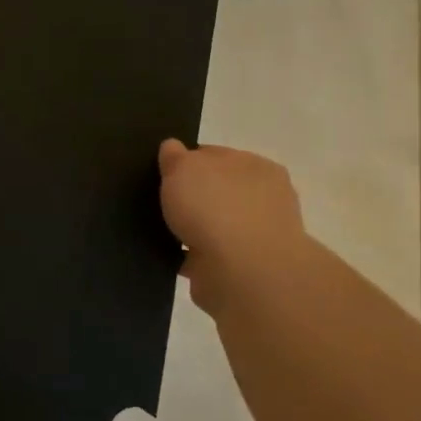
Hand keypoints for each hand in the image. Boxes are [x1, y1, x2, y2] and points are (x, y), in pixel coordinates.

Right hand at [157, 139, 308, 316]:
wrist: (242, 272)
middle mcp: (262, 199)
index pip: (216, 155)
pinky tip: (169, 255)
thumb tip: (172, 148)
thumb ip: (175, 156)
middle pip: (217, 190)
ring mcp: (255, 237)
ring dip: (193, 229)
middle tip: (158, 201)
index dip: (187, 161)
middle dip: (193, 197)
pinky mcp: (242, 270)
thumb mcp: (183, 167)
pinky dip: (192, 256)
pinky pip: (208, 256)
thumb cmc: (215, 207)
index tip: (163, 173)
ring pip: (214, 225)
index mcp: (255, 166)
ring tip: (158, 230)